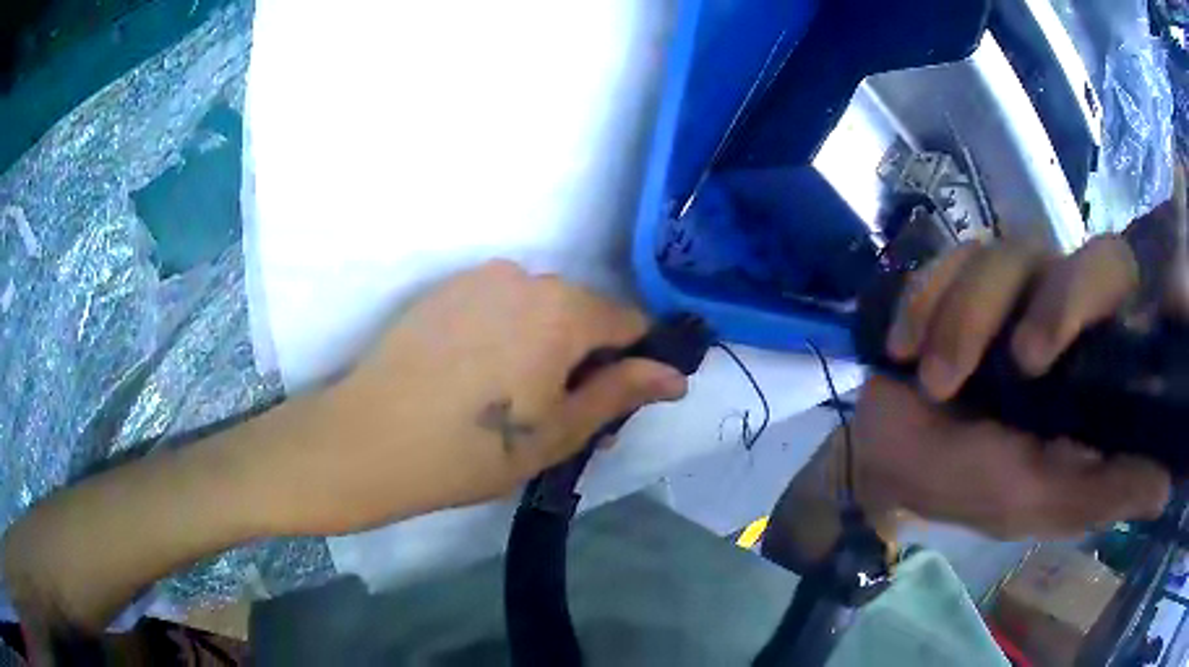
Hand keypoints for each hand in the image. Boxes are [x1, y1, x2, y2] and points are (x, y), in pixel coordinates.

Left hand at [261, 261, 688, 534]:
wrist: (370, 439)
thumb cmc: (472, 449)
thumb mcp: (559, 432)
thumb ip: (622, 393)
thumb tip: (676, 376)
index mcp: (562, 309)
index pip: (628, 322)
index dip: (634, 362)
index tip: (617, 401)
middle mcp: (524, 276)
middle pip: (581, 312)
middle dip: (585, 356)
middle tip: (562, 413)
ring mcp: (477, 278)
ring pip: (538, 308)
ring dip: (544, 344)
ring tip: (513, 397)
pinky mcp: (444, 289)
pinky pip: (497, 306)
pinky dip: (505, 334)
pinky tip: (476, 378)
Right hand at [854, 236, 1171, 538]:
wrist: (889, 456)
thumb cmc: (968, 485)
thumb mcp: (1037, 502)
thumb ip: (1100, 493)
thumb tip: (1165, 488)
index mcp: (1092, 359)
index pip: (1118, 286)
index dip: (1099, 292)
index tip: (1056, 347)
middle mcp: (1062, 305)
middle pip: (1068, 252)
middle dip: (1041, 304)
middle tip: (1016, 360)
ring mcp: (1010, 283)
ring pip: (1001, 256)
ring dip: (962, 320)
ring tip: (932, 381)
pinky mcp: (958, 273)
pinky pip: (947, 260)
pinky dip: (923, 303)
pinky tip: (903, 348)